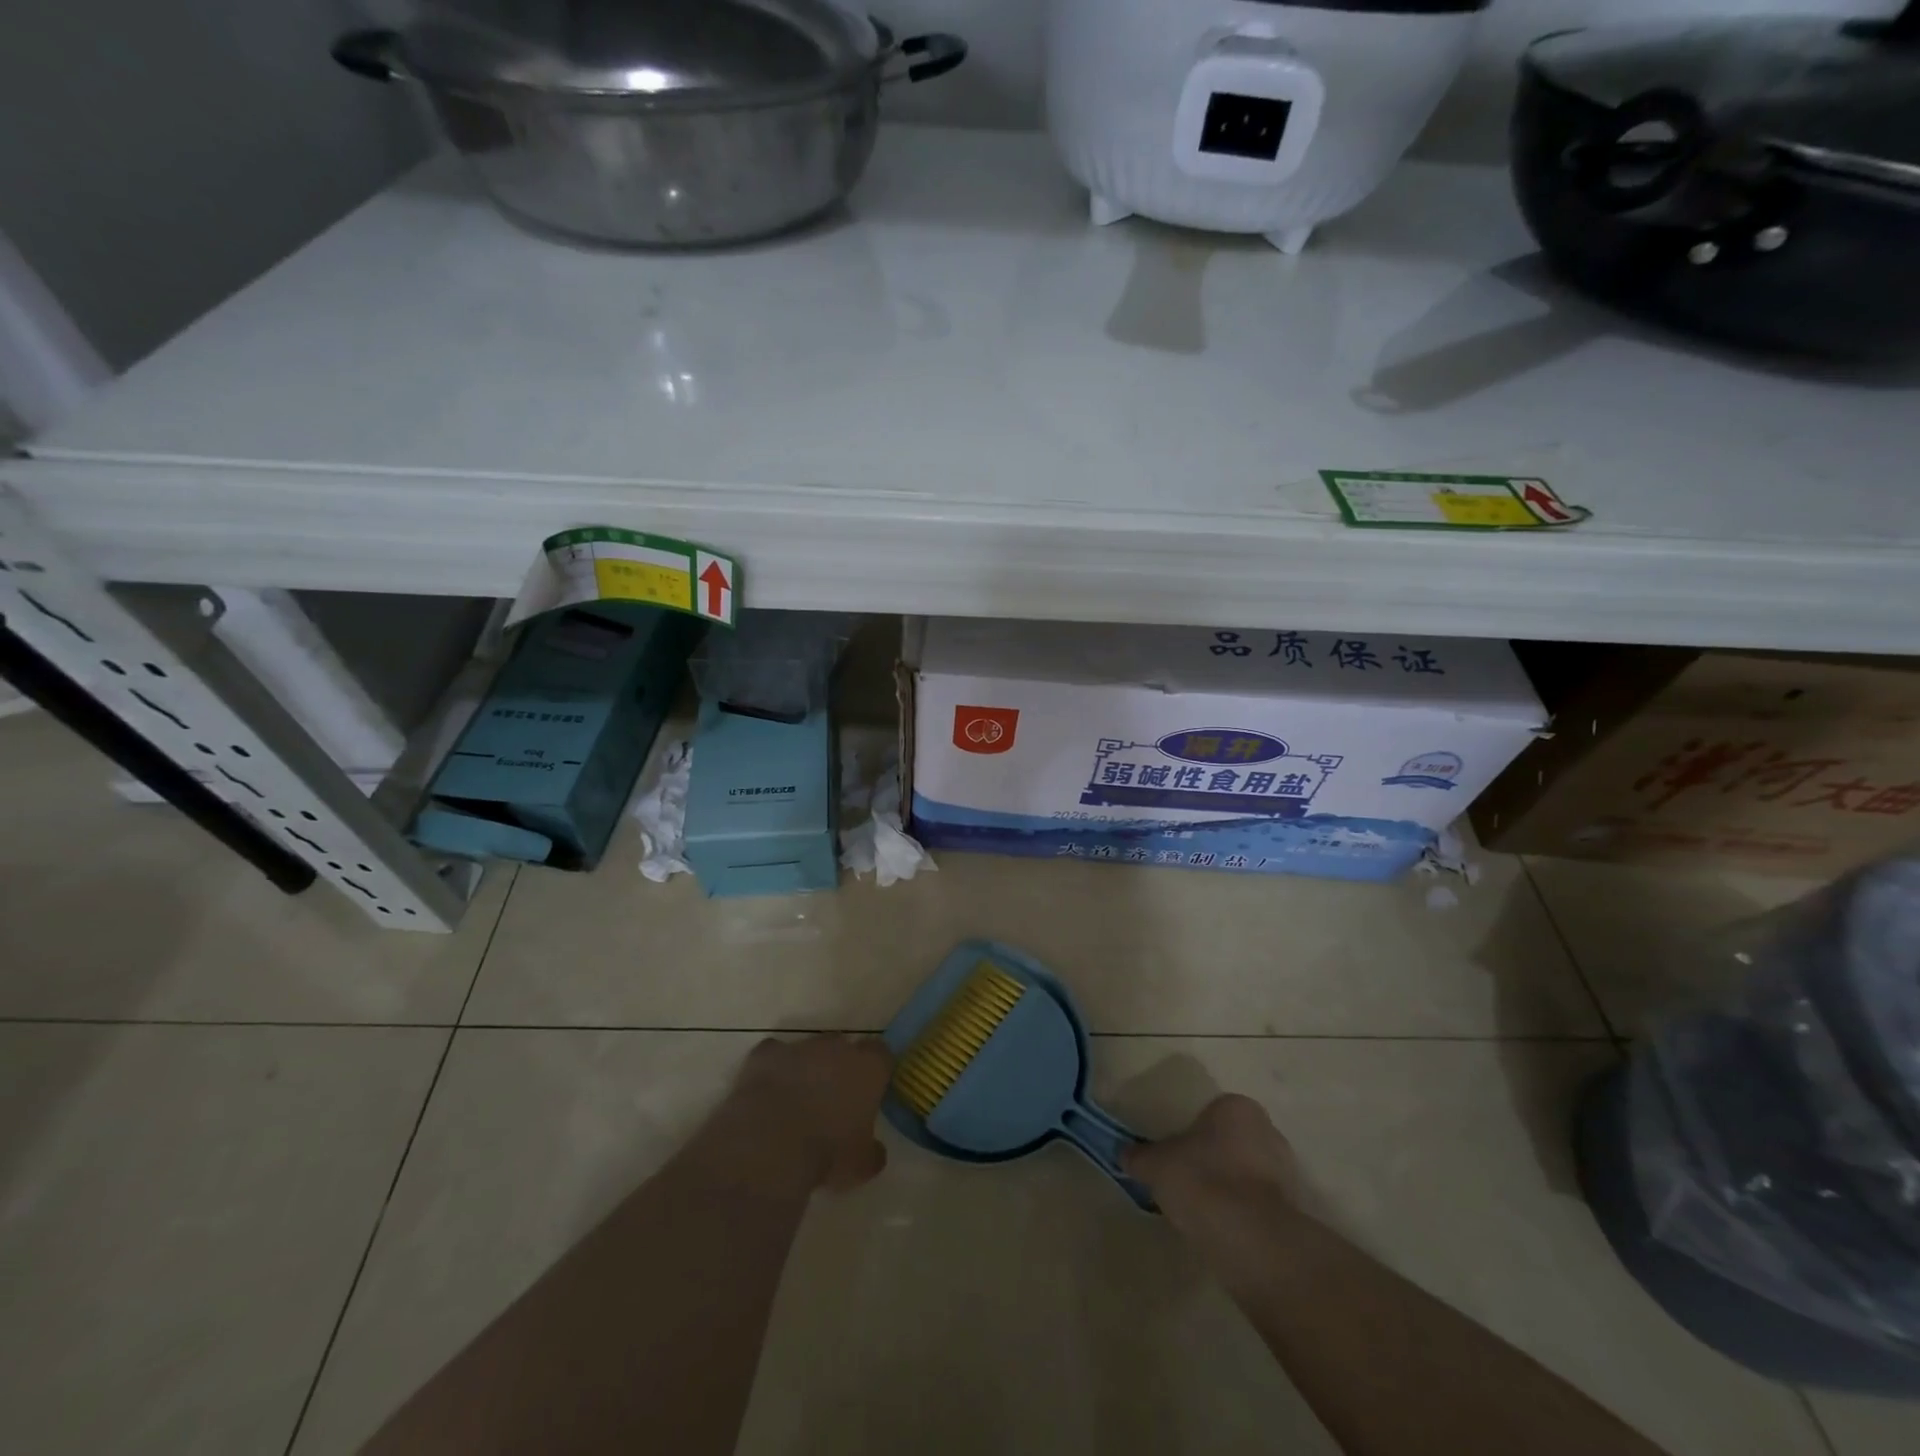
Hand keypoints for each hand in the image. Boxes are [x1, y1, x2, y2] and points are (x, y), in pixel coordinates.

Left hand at [722, 1035, 893, 1193]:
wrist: (770, 1144)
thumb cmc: (826, 1153)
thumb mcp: (860, 1166)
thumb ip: (872, 1152)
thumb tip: (874, 1152)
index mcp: (868, 1068)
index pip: (881, 1054)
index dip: (876, 1070)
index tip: (871, 1090)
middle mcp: (836, 1047)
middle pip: (843, 1047)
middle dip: (839, 1067)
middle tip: (833, 1100)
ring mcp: (799, 1047)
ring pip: (808, 1050)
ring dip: (807, 1068)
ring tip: (797, 1102)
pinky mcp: (765, 1054)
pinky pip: (773, 1054)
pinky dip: (773, 1068)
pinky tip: (769, 1092)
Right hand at [1122, 1094, 1300, 1232]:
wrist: (1251, 1240)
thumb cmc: (1202, 1181)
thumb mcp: (1156, 1165)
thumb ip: (1139, 1156)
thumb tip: (1124, 1154)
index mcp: (1236, 1107)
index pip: (1211, 1113)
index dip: (1191, 1134)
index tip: (1176, 1157)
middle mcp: (1267, 1131)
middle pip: (1232, 1141)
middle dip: (1214, 1159)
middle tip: (1187, 1181)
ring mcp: (1286, 1172)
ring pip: (1248, 1174)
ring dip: (1230, 1188)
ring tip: (1202, 1211)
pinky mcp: (1293, 1212)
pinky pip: (1259, 1205)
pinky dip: (1243, 1214)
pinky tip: (1222, 1231)